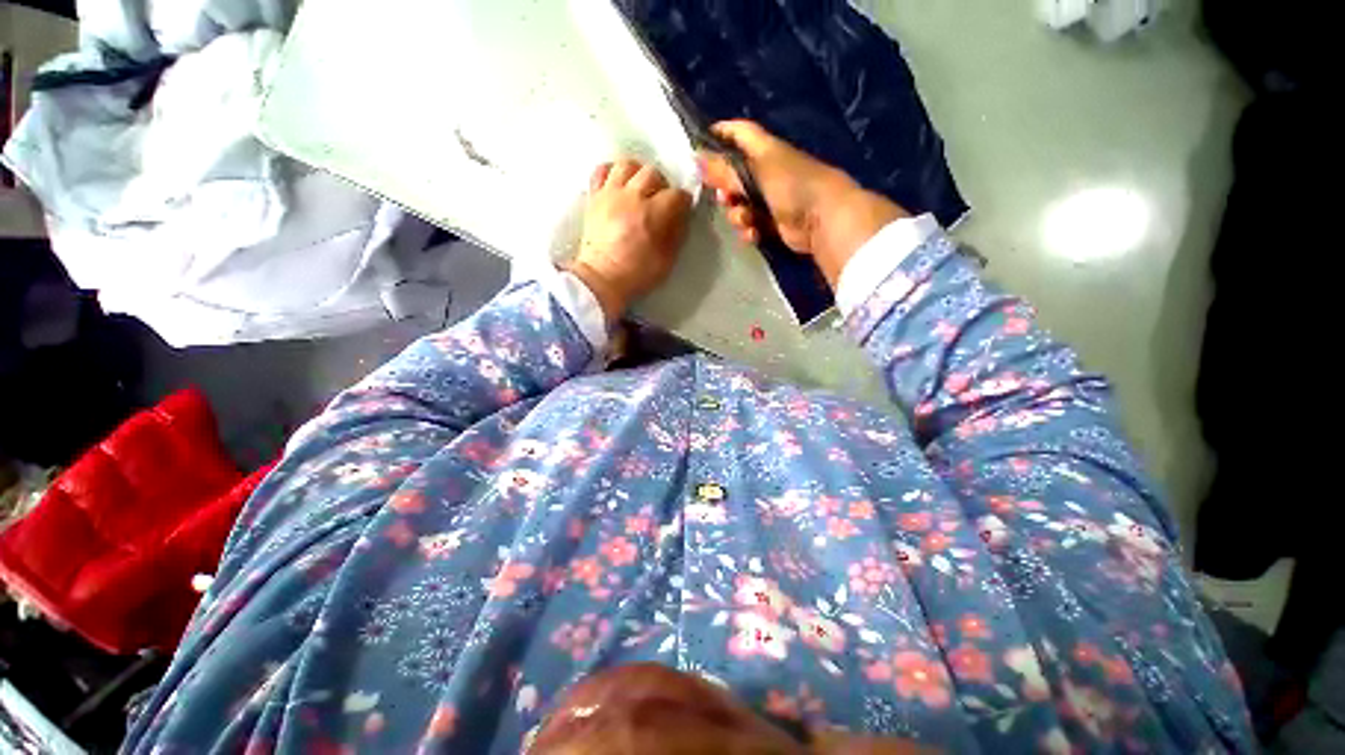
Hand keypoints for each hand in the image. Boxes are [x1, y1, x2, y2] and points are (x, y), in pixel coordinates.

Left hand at [567, 159, 692, 321]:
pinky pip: (601, 171)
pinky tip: (618, 185)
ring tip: (639, 189)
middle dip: (661, 185)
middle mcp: (631, 197)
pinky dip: (611, 173)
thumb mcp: (666, 260)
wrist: (601, 279)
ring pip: (627, 164)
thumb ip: (677, 234)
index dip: (683, 201)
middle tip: (661, 200)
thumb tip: (681, 216)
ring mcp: (609, 194)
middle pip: (652, 173)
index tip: (683, 209)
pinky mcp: (594, 197)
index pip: (676, 195)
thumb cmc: (637, 274)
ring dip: (637, 173)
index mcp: (652, 214)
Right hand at [698, 120, 908, 287]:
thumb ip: (725, 169)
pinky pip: (751, 225)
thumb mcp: (756, 173)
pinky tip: (754, 233)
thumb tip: (696, 158)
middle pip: (735, 177)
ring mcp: (771, 199)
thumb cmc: (792, 186)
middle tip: (724, 198)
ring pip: (740, 205)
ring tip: (745, 219)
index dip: (721, 133)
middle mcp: (767, 172)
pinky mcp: (774, 223)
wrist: (824, 219)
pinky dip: (749, 230)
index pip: (740, 133)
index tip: (701, 143)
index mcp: (765, 151)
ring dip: (737, 214)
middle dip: (725, 189)